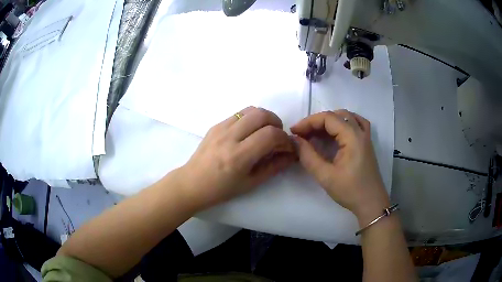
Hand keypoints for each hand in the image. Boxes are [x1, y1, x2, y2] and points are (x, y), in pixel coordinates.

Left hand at [180, 106, 295, 208]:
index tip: (287, 147)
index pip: (270, 135)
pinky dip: (251, 119)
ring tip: (265, 132)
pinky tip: (249, 133)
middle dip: (277, 123)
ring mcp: (220, 128)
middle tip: (278, 136)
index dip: (285, 139)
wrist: (191, 183)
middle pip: (261, 115)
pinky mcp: (216, 125)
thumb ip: (273, 167)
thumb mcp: (251, 183)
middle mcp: (229, 137)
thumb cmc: (221, 189)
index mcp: (238, 156)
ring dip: (264, 118)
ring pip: (250, 110)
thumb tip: (291, 155)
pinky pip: (239, 114)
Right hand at [290, 110, 389, 224]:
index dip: (308, 122)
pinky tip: (337, 131)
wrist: (371, 203)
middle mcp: (360, 132)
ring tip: (316, 132)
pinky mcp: (367, 144)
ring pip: (347, 117)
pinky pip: (356, 123)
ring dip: (330, 120)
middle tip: (303, 134)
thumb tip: (295, 140)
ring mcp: (366, 137)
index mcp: (352, 137)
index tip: (294, 132)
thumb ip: (308, 156)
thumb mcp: (325, 176)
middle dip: (317, 122)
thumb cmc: (350, 191)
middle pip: (337, 115)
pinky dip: (344, 122)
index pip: (328, 118)